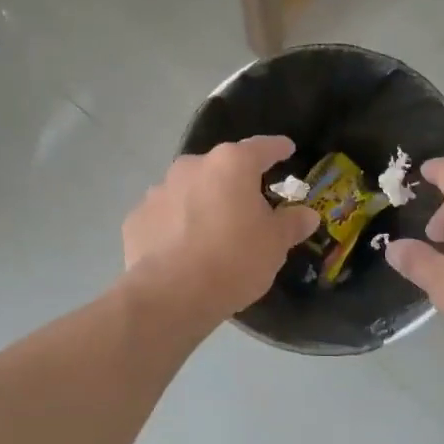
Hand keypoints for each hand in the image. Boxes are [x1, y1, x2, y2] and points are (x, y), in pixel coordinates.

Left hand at [122, 136, 320, 326]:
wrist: (171, 295)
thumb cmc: (234, 260)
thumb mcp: (275, 245)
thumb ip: (291, 224)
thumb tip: (307, 214)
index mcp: (230, 165)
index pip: (261, 148)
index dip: (277, 149)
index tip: (286, 149)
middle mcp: (191, 167)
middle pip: (220, 169)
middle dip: (234, 183)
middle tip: (248, 208)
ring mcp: (158, 190)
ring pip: (189, 191)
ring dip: (202, 204)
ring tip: (211, 234)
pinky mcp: (136, 218)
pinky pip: (164, 216)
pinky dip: (175, 226)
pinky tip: (182, 251)